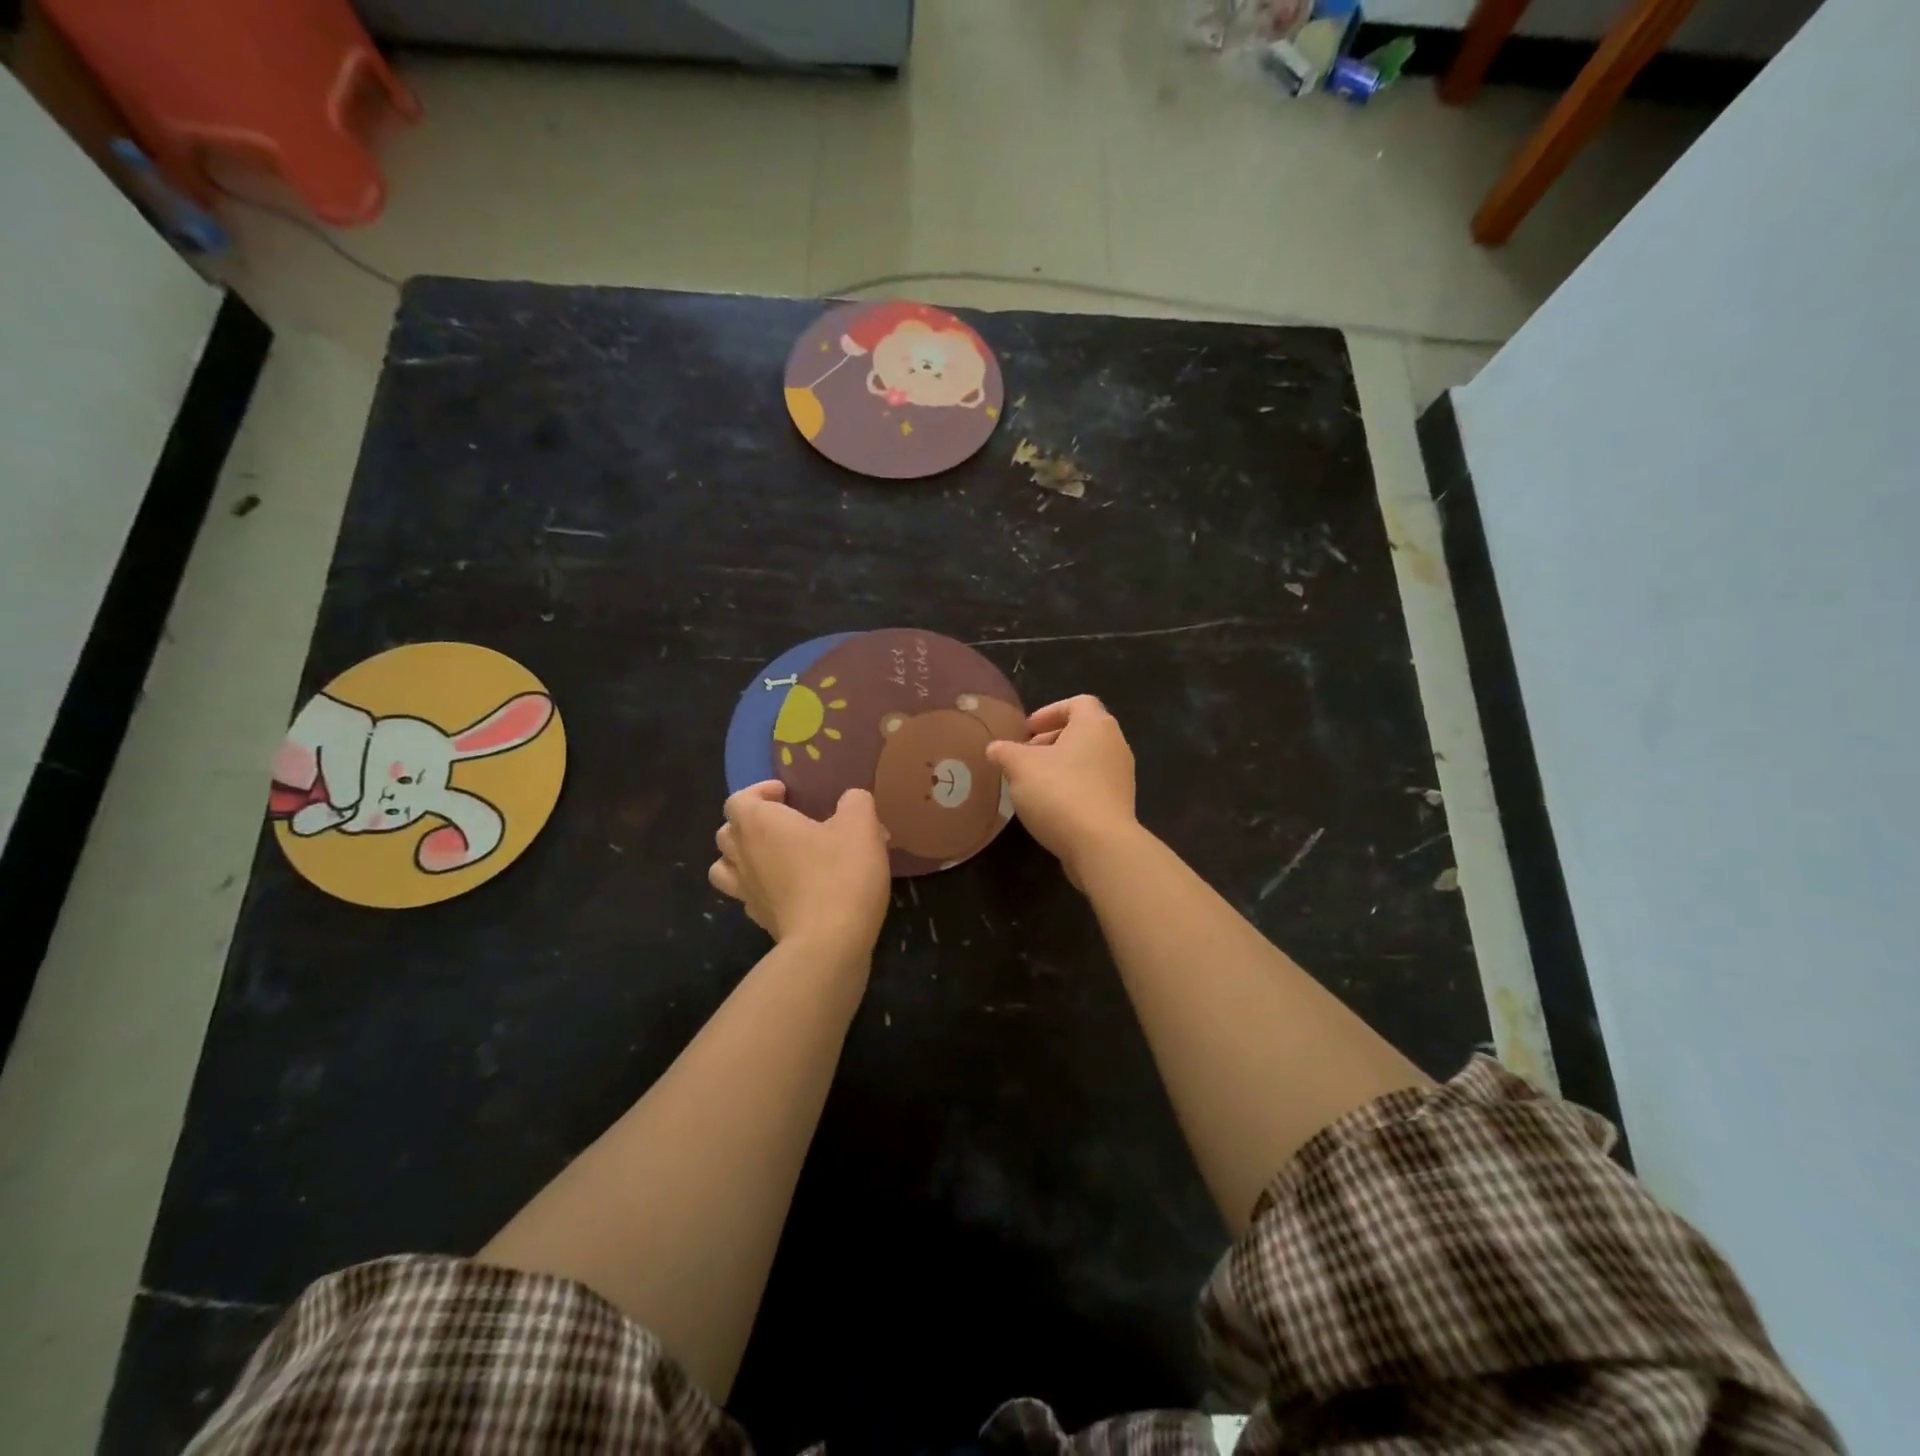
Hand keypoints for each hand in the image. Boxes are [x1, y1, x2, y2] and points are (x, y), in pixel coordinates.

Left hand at [710, 782, 890, 953]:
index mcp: (759, 823)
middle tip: (782, 823)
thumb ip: (855, 802)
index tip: (787, 794)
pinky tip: (788, 889)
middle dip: (749, 823)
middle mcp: (743, 854)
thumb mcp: (861, 826)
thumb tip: (851, 800)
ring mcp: (746, 891)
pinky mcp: (759, 919)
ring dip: (742, 857)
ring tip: (773, 856)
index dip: (759, 792)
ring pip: (724, 867)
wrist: (829, 942)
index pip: (738, 799)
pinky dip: (759, 888)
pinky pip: (747, 895)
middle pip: (726, 832)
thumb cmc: (840, 873)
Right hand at [986, 696, 1137, 886]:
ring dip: (1060, 766)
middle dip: (1050, 741)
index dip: (1049, 712)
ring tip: (1032, 783)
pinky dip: (1072, 788)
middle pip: (1082, 732)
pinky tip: (1050, 807)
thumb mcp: (1019, 767)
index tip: (1027, 730)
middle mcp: (1115, 744)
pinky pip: (1093, 785)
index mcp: (1096, 725)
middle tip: (1024, 757)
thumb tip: (994, 748)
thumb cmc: (1060, 792)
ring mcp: (1121, 776)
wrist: (1100, 844)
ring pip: (1087, 760)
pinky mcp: (1120, 804)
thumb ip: (1004, 752)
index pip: (1077, 703)